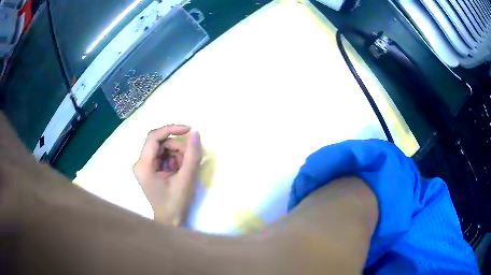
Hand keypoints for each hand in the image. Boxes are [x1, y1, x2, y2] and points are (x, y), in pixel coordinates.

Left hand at [133, 125, 201, 225]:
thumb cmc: (175, 203)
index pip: (154, 137)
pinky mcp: (150, 169)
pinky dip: (175, 160)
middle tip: (190, 160)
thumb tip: (195, 132)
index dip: (171, 129)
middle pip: (160, 143)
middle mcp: (140, 163)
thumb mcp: (186, 178)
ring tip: (186, 169)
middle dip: (178, 147)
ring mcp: (144, 166)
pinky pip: (164, 156)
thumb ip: (192, 154)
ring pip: (163, 148)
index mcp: (143, 165)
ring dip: (178, 154)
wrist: (170, 221)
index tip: (189, 130)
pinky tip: (180, 171)